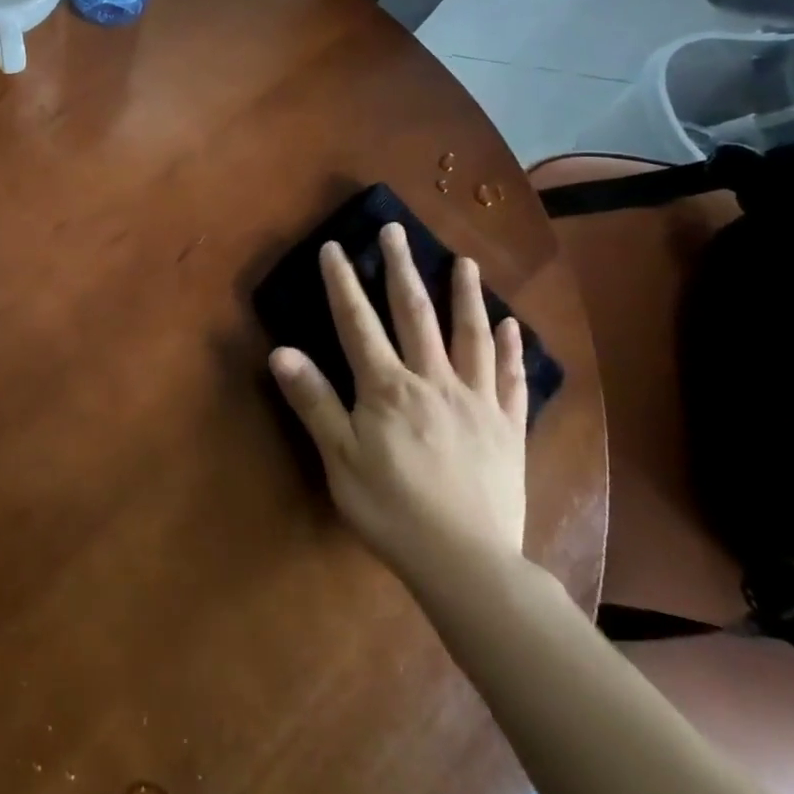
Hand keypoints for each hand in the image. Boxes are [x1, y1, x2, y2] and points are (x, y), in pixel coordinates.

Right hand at [269, 224, 526, 582]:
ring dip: (465, 295)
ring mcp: (476, 401)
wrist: (466, 563)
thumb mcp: (339, 458)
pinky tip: (512, 327)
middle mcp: (433, 381)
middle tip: (397, 230)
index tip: (334, 246)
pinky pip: (511, 380)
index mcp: (387, 387)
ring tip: (464, 262)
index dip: (343, 283)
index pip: (358, 322)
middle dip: (402, 268)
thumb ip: (313, 401)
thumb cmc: (391, 510)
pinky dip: (512, 350)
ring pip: (471, 336)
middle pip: (415, 314)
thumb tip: (281, 350)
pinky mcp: (507, 427)